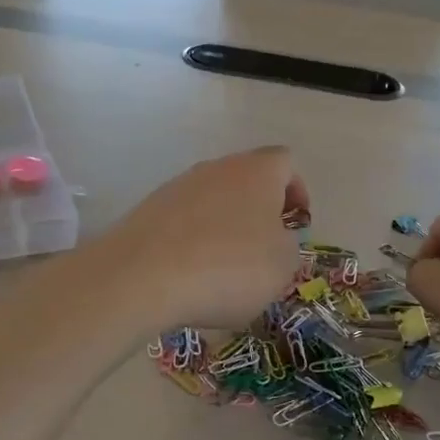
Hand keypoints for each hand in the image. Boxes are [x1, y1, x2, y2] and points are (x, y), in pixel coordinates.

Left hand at [100, 148, 307, 328]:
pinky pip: (183, 221)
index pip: (285, 163)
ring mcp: (178, 186)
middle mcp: (217, 168)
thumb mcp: (282, 265)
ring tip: (224, 270)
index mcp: (257, 171)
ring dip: (223, 227)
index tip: (295, 224)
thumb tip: (274, 238)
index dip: (296, 190)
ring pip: (212, 200)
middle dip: (258, 211)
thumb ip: (288, 245)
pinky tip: (190, 276)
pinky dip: (192, 242)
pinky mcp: (148, 210)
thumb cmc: (229, 267)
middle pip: (246, 180)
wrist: (142, 277)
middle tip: (263, 249)